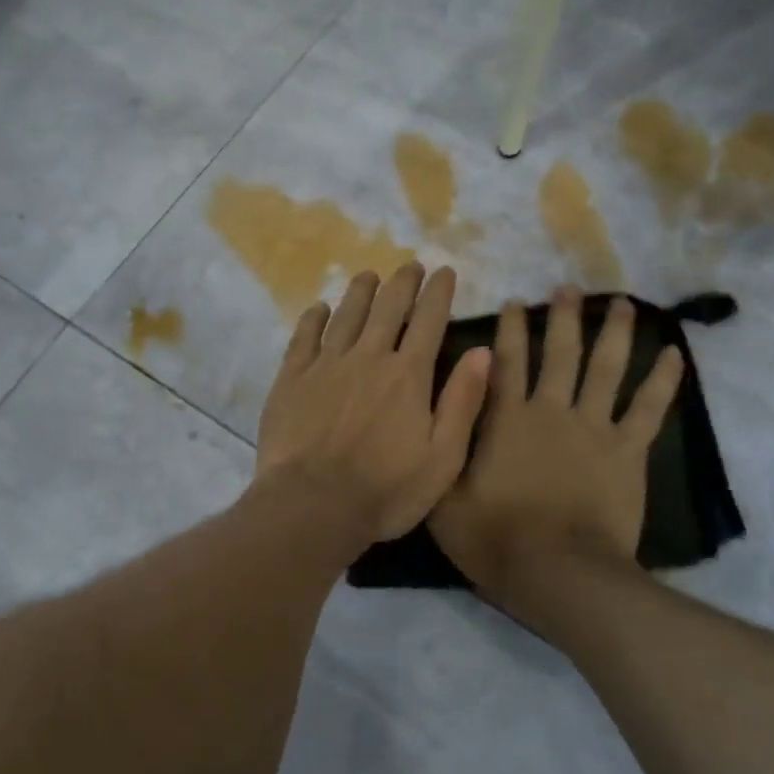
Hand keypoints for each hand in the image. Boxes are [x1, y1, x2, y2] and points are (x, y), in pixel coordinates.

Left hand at [256, 264, 491, 545]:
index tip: (444, 271)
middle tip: (410, 266)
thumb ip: (463, 402)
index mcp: (408, 376)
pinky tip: (319, 309)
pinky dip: (314, 318)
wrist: (312, 507)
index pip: (429, 320)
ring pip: (346, 315)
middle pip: (388, 308)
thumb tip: (483, 351)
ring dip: (360, 292)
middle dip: (402, 283)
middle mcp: (368, 358)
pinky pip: (304, 338)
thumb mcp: (443, 457)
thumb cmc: (386, 490)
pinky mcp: (291, 380)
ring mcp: (325, 366)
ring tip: (368, 276)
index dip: (439, 293)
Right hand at [430, 288, 682, 606]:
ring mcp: (594, 428)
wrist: (557, 572)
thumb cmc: (495, 539)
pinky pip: (649, 409)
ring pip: (607, 368)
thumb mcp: (443, 496)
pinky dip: (663, 380)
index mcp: (506, 419)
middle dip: (562, 318)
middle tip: (568, 289)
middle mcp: (551, 411)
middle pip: (560, 353)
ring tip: (621, 303)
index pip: (506, 362)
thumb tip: (444, 405)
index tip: (515, 302)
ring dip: (614, 332)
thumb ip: (444, 448)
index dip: (510, 329)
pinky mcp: (628, 451)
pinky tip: (674, 353)